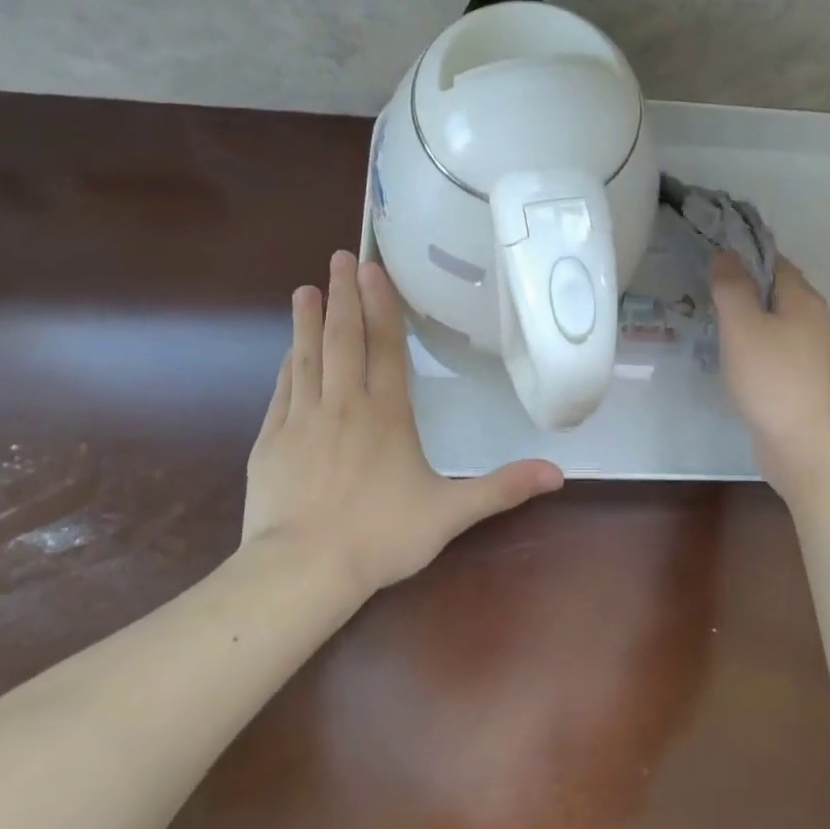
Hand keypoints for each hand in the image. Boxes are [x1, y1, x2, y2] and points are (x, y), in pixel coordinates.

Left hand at [244, 251, 563, 596]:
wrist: (302, 570)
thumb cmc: (381, 537)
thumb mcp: (451, 513)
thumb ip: (502, 488)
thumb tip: (558, 473)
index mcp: (387, 414)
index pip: (385, 347)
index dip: (381, 306)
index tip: (372, 270)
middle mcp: (344, 405)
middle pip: (344, 339)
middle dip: (344, 295)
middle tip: (340, 258)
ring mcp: (303, 420)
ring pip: (308, 357)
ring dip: (308, 320)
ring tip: (307, 288)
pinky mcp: (271, 441)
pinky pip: (283, 391)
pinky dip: (288, 365)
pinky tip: (288, 351)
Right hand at [710, 252, 829, 497]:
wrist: (802, 444)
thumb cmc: (771, 378)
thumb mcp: (742, 325)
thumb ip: (731, 286)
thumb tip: (725, 254)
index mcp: (804, 300)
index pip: (774, 262)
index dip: (743, 256)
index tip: (711, 259)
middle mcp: (814, 321)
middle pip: (775, 291)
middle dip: (743, 287)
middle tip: (705, 290)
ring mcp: (812, 353)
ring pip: (775, 322)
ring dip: (747, 319)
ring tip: (712, 321)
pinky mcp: (803, 379)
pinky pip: (775, 349)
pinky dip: (754, 345)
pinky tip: (732, 357)